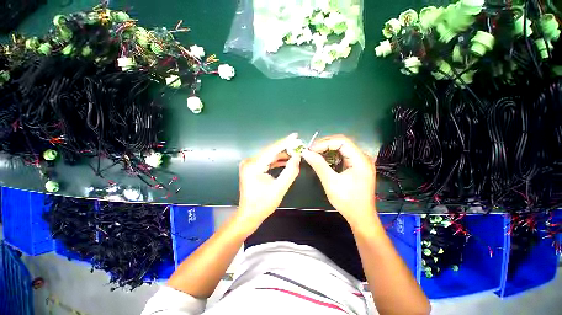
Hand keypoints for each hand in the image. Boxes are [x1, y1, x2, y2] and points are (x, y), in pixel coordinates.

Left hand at [238, 133, 300, 227]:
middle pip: (270, 151)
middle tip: (298, 145)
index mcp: (254, 166)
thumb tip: (297, 157)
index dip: (285, 142)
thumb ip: (290, 171)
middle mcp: (250, 162)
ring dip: (281, 154)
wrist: (249, 214)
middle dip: (285, 148)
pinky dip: (276, 160)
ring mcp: (250, 164)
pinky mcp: (252, 168)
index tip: (295, 135)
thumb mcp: (280, 188)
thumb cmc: (263, 204)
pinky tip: (285, 160)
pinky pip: (266, 160)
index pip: (272, 150)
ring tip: (295, 153)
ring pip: (269, 155)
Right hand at [302, 135, 376, 227]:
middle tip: (311, 150)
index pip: (342, 141)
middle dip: (325, 144)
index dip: (325, 142)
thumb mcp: (331, 182)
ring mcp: (360, 161)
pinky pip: (343, 155)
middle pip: (343, 142)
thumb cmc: (348, 201)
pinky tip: (323, 158)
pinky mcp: (356, 166)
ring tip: (315, 153)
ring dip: (328, 148)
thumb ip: (319, 165)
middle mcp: (363, 157)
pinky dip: (332, 155)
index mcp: (360, 160)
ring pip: (342, 148)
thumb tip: (306, 153)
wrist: (360, 216)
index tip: (312, 149)